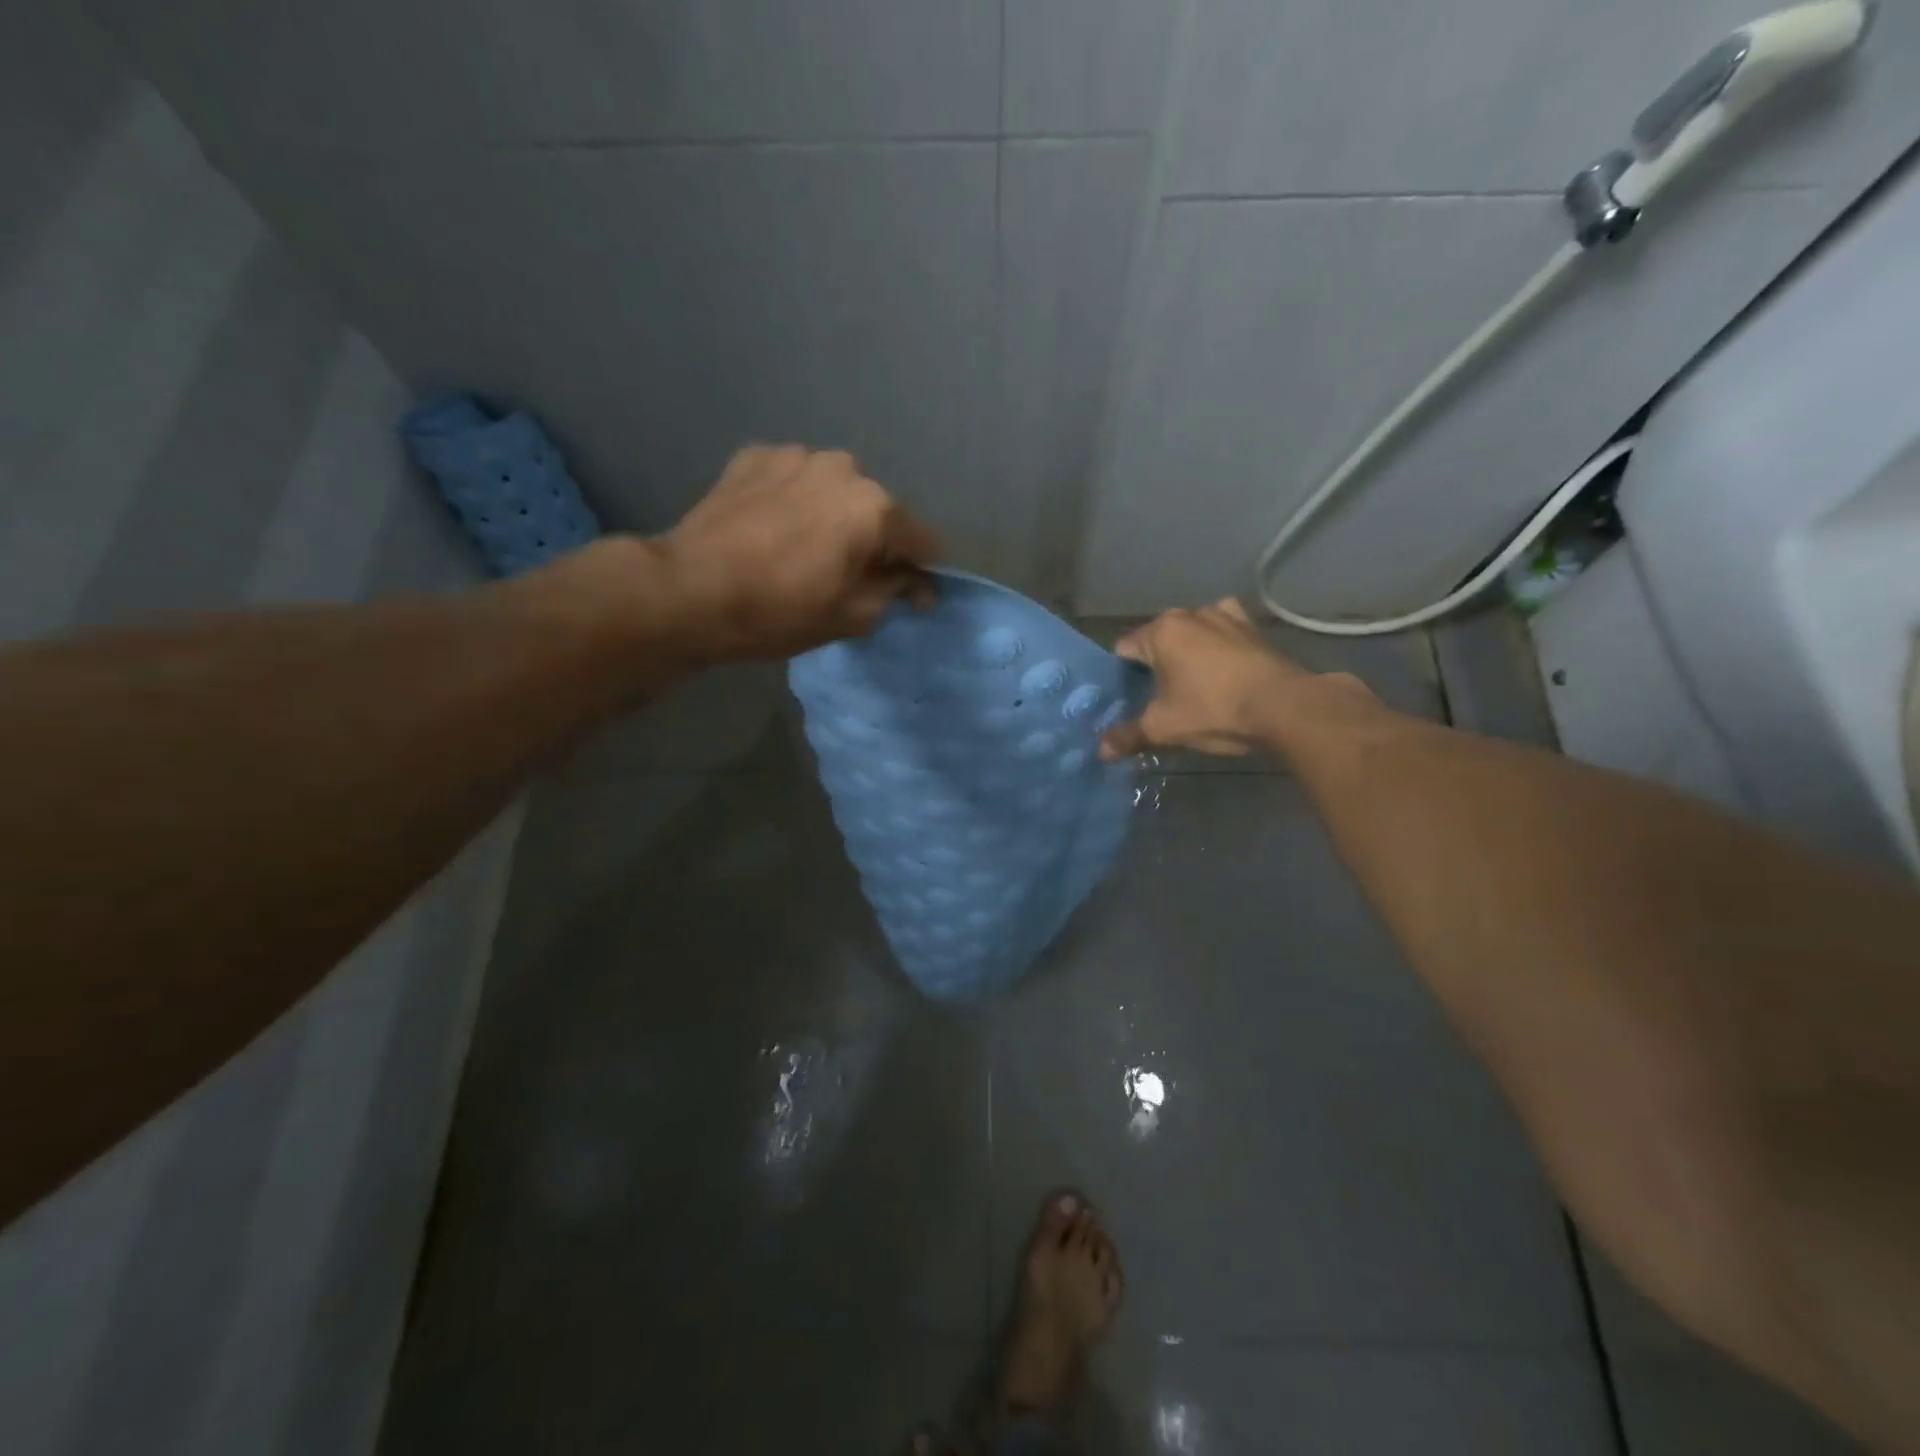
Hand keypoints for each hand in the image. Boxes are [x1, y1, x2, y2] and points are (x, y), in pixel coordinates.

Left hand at [660, 445, 940, 660]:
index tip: (907, 596)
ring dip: (832, 516)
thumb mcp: (852, 616)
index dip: (921, 572)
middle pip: (878, 510)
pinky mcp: (756, 456)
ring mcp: (797, 456)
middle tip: (847, 574)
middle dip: (873, 541)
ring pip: (835, 490)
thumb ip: (896, 592)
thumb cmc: (780, 611)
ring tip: (804, 547)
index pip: (923, 540)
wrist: (690, 591)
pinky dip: (794, 501)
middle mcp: (845, 468)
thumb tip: (915, 582)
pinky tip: (772, 528)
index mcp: (876, 508)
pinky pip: (794, 480)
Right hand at [1100, 598, 1320, 759]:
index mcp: (1161, 631)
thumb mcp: (1164, 728)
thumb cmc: (1214, 710)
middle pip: (1157, 639)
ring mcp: (1225, 616)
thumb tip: (1100, 751)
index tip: (1126, 698)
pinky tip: (1221, 667)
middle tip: (1156, 697)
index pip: (1124, 649)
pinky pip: (1222, 633)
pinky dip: (1217, 646)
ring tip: (1190, 684)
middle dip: (1154, 664)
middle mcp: (1190, 614)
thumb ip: (1128, 736)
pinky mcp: (1252, 628)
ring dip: (1187, 653)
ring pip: (1191, 634)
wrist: (1284, 707)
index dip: (1121, 675)